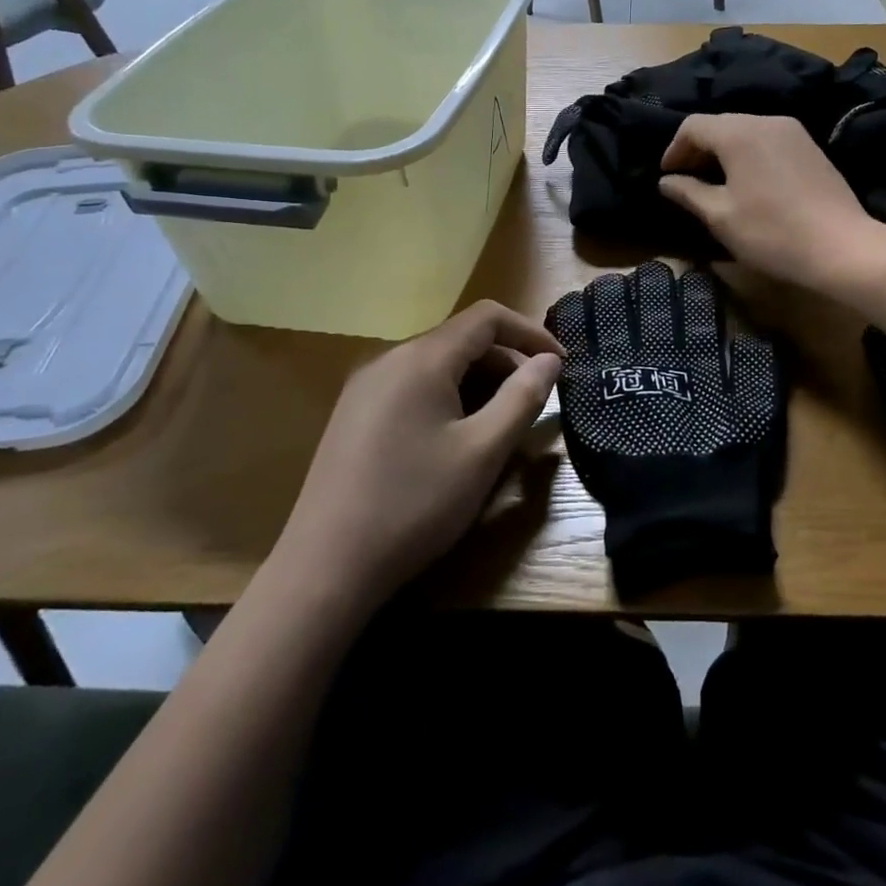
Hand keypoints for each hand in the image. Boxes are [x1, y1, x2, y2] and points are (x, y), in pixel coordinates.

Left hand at [279, 301, 562, 614]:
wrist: (325, 568)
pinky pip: (412, 384)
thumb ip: (522, 398)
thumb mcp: (483, 452)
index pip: (487, 317)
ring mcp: (365, 386)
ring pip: (436, 363)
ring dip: (478, 380)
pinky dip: (447, 395)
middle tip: (535, 399)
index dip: (530, 331)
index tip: (560, 364)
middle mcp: (389, 358)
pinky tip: (455, 436)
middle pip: (461, 338)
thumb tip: (549, 361)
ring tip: (501, 421)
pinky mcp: (354, 413)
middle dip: (506, 360)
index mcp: (421, 358)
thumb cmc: (414, 505)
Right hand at [659, 114, 880, 292]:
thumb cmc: (772, 232)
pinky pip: (768, 140)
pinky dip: (748, 154)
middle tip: (687, 180)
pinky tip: (748, 183)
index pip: (693, 126)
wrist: (842, 247)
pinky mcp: (810, 147)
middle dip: (698, 149)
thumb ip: (689, 192)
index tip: (667, 177)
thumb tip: (667, 181)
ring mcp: (793, 132)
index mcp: (739, 133)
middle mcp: (766, 120)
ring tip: (715, 183)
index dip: (674, 149)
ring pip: (745, 131)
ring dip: (724, 152)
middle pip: (720, 124)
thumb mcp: (720, 216)